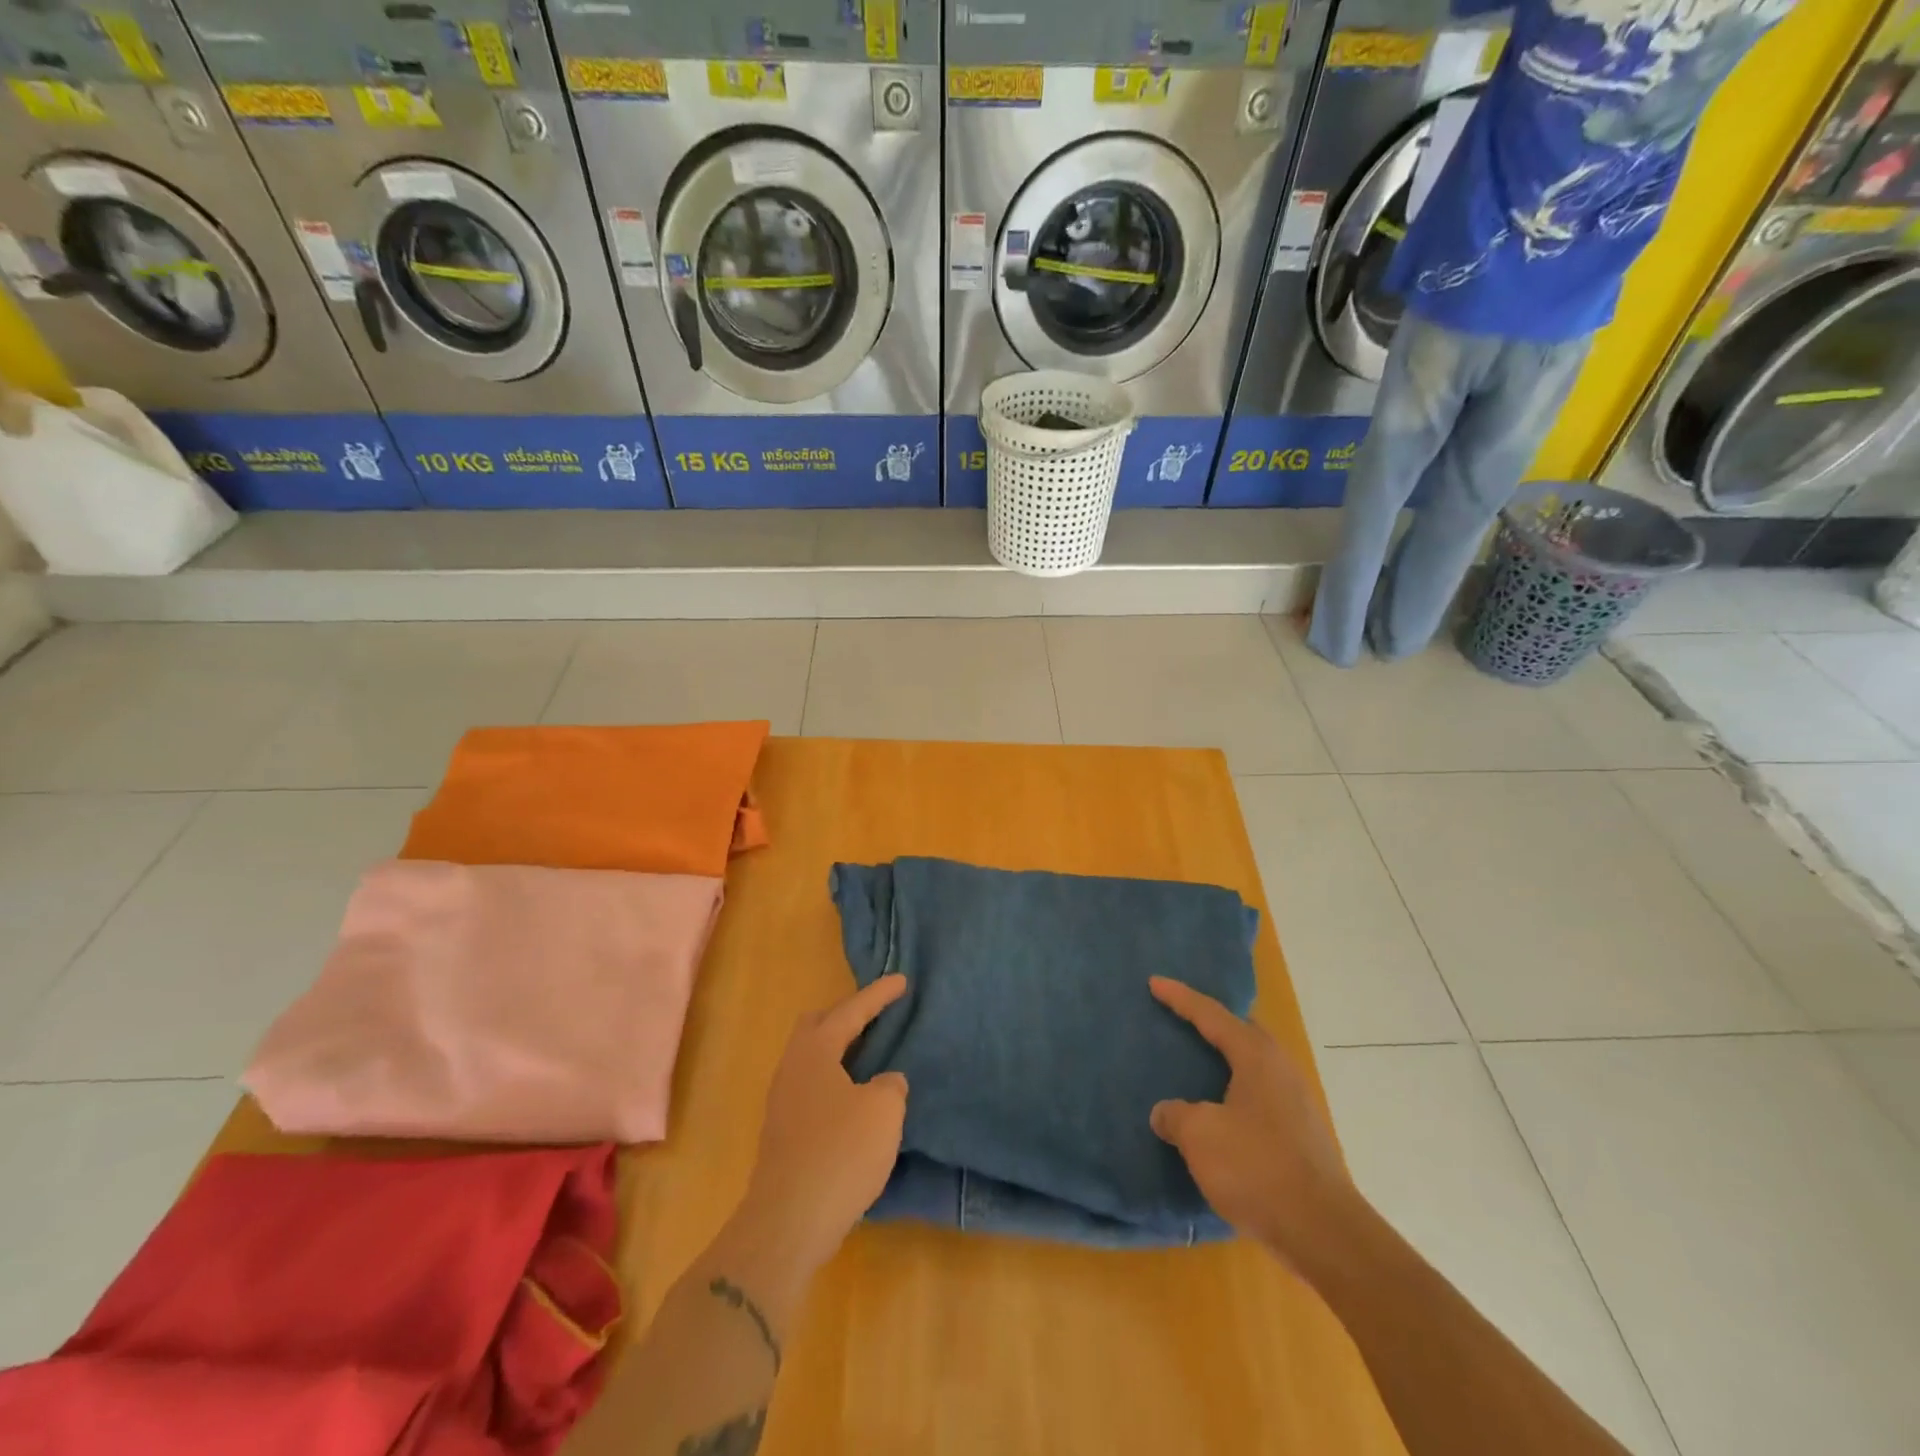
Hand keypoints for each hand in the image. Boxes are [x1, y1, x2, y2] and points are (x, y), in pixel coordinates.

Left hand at [740, 976, 909, 1272]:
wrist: (788, 1222)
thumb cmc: (840, 1153)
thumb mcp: (883, 1111)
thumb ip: (890, 1085)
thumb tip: (883, 1082)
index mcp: (815, 1051)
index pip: (851, 1011)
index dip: (878, 995)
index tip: (902, 980)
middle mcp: (792, 1067)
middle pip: (817, 1026)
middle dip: (846, 1017)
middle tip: (876, 1017)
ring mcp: (782, 1102)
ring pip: (811, 1059)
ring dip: (839, 1053)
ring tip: (869, 1059)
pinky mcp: (782, 1133)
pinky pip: (811, 1088)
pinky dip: (834, 1083)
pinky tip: (854, 1101)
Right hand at [1148, 976, 1354, 1266]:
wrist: (1324, 1232)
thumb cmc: (1257, 1168)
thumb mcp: (1200, 1136)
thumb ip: (1176, 1115)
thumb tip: (1166, 1113)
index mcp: (1256, 1057)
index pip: (1212, 1015)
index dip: (1181, 998)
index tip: (1155, 983)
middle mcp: (1280, 1069)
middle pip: (1242, 1032)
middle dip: (1212, 1023)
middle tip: (1182, 1018)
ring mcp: (1296, 1103)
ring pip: (1253, 1066)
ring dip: (1225, 1061)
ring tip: (1197, 1064)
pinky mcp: (1301, 1135)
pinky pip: (1259, 1096)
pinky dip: (1234, 1092)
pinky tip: (1220, 1112)